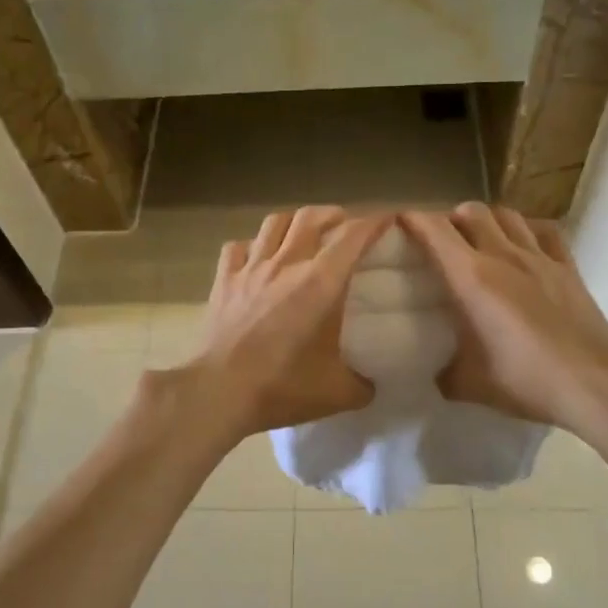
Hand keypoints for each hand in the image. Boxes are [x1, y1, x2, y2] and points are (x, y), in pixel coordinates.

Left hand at [182, 207, 393, 440]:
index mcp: (321, 282)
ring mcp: (251, 269)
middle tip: (343, 224)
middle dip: (332, 214)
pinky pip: (237, 247)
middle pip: (310, 217)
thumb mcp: (337, 393)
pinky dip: (251, 246)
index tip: (388, 219)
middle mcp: (287, 264)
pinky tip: (256, 257)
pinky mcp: (223, 281)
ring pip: (274, 223)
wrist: (220, 391)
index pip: (353, 236)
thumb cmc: (283, 386)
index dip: (374, 222)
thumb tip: (369, 385)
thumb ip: (361, 385)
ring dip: (293, 221)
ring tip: (302, 232)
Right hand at [400, 203, 607, 428]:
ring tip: (481, 238)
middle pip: (471, 212)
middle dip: (450, 218)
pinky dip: (528, 230)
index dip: (413, 220)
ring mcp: (540, 257)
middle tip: (443, 239)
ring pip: (508, 215)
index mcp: (471, 277)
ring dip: (488, 219)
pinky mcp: (568, 267)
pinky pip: (545, 231)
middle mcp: (502, 255)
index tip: (400, 222)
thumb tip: (439, 372)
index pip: (434, 231)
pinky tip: (525, 245)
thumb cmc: (525, 379)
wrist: (594, 383)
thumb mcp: (470, 385)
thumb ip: (446, 373)